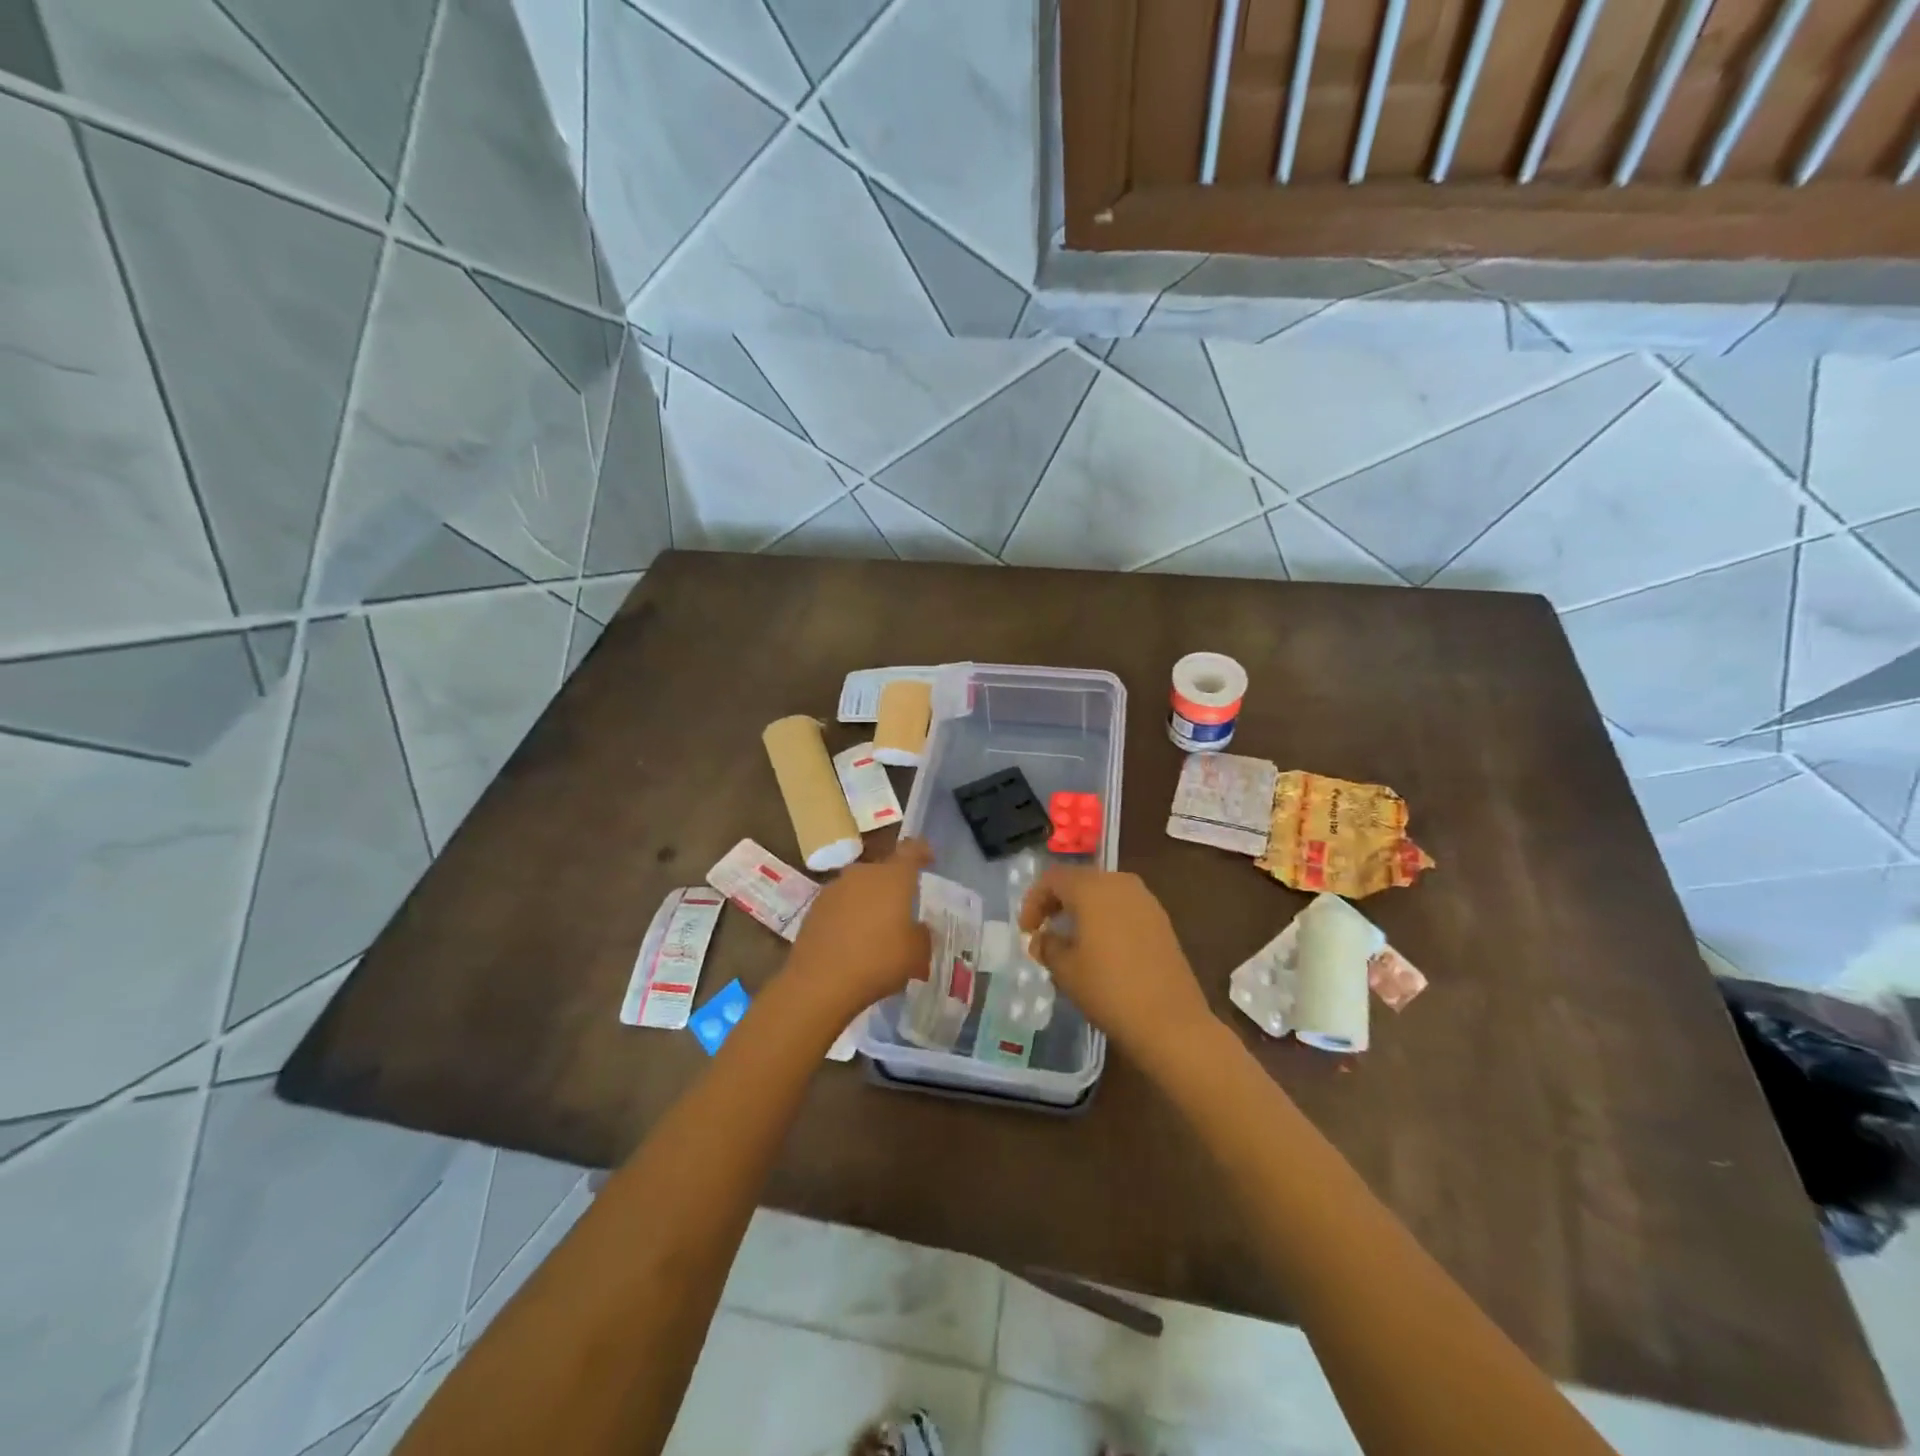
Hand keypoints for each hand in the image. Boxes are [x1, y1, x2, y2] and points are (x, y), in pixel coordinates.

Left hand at [785, 838, 933, 1018]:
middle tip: (902, 909)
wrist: (819, 982)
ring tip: (875, 929)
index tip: (928, 858)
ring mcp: (834, 889)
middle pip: (883, 871)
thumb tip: (917, 929)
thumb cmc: (878, 961)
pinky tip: (851, 941)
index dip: (922, 851)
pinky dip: (848, 916)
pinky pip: (840, 905)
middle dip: (893, 886)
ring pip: (859, 888)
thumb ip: (922, 935)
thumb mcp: (917, 954)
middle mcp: (863, 874)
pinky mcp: (814, 908)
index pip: (911, 850)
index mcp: (893, 877)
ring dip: (869, 901)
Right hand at [1018, 866, 1215, 1065]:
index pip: (1053, 878)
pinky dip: (1105, 917)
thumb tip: (1042, 938)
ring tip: (1071, 938)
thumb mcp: (1065, 970)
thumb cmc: (1108, 989)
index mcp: (1092, 888)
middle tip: (1044, 929)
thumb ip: (1047, 946)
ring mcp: (1145, 900)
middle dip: (1058, 901)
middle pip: (1080, 880)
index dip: (1034, 901)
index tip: (1027, 930)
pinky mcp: (1161, 919)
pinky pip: (1123, 907)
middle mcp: (1119, 883)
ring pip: (1103, 892)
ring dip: (1082, 908)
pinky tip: (1101, 946)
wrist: (1170, 1020)